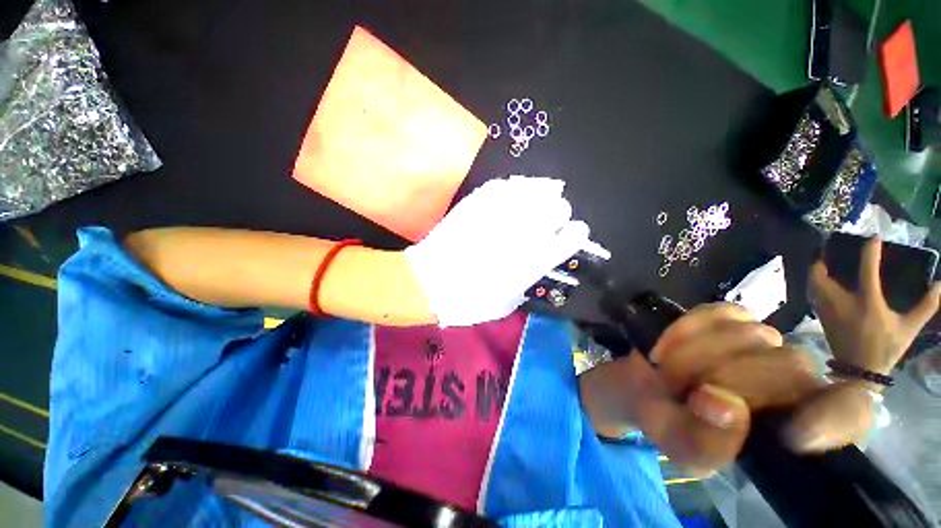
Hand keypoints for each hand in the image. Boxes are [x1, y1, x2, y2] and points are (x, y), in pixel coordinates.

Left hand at [405, 176, 591, 326]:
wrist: (429, 283)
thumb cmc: (470, 301)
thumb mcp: (508, 302)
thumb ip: (528, 280)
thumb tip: (535, 264)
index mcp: (535, 260)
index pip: (573, 236)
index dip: (575, 234)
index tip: (571, 235)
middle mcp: (524, 232)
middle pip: (559, 208)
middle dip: (558, 215)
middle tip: (548, 221)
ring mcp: (501, 213)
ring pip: (538, 191)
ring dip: (543, 195)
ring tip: (541, 198)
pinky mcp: (479, 202)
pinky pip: (508, 184)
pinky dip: (519, 186)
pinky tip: (520, 190)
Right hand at [579, 303, 875, 476]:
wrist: (650, 386)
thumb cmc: (675, 424)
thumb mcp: (685, 450)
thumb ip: (705, 443)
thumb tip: (720, 403)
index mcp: (799, 427)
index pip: (852, 412)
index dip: (833, 418)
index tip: (794, 435)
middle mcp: (796, 380)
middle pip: (789, 367)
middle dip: (721, 377)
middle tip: (677, 389)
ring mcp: (766, 341)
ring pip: (751, 336)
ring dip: (695, 354)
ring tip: (668, 371)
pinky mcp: (733, 316)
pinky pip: (718, 313)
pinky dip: (687, 329)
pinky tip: (669, 346)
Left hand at [810, 237, 940, 376]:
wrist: (859, 371)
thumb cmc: (886, 348)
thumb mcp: (909, 328)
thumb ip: (926, 306)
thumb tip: (940, 285)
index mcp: (867, 303)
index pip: (867, 271)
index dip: (870, 252)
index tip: (873, 238)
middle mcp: (842, 303)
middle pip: (821, 276)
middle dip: (822, 261)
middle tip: (831, 251)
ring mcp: (827, 310)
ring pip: (813, 285)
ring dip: (816, 273)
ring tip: (825, 264)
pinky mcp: (821, 317)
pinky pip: (813, 295)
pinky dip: (816, 285)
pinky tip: (825, 283)